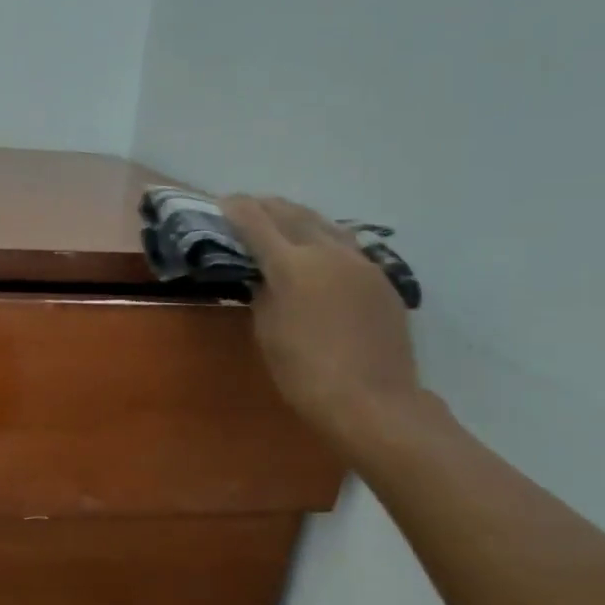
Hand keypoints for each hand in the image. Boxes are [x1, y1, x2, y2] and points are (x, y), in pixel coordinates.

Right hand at [222, 196, 424, 444]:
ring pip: (326, 225)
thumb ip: (263, 294)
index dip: (237, 210)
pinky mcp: (382, 280)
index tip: (223, 203)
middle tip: (248, 205)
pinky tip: (318, 248)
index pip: (257, 224)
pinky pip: (347, 246)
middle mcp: (329, 253)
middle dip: (267, 206)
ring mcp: (362, 264)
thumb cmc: (304, 372)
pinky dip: (324, 237)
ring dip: (299, 217)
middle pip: (293, 215)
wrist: (373, 401)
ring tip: (282, 217)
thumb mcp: (267, 331)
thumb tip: (265, 276)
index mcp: (293, 265)